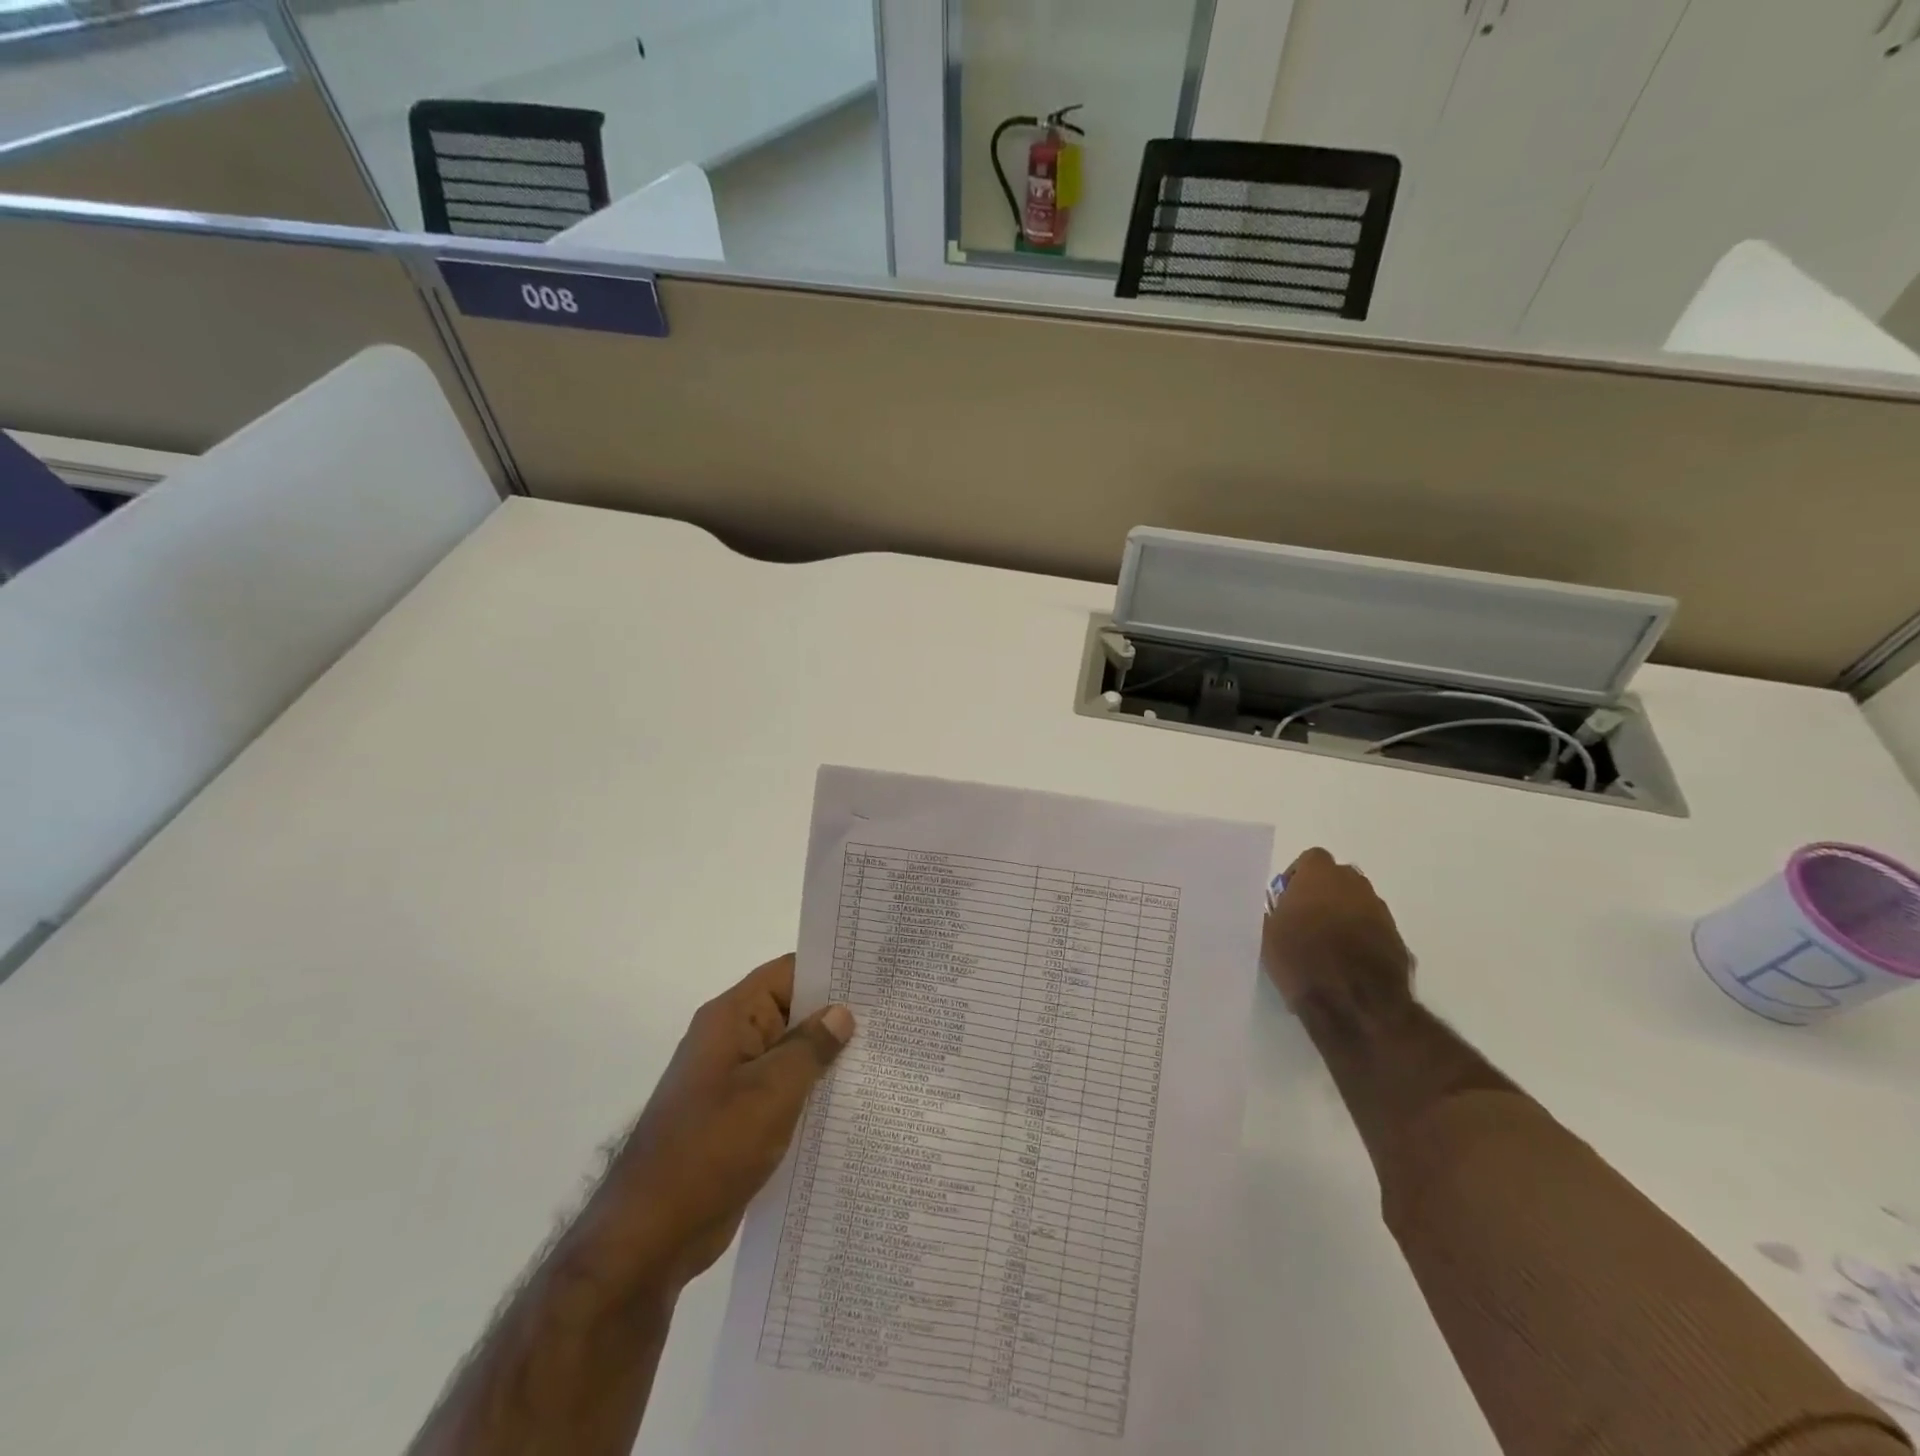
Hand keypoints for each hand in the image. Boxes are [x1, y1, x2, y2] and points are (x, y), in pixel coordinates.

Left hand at [602, 955, 854, 1292]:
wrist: (652, 1234)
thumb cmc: (712, 1148)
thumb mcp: (772, 1091)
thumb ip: (811, 1047)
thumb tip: (841, 1013)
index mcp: (731, 1018)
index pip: (787, 973)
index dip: (830, 970)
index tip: (875, 976)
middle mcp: (730, 1041)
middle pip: (791, 1012)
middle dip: (836, 1016)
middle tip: (891, 1019)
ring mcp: (732, 1081)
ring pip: (789, 1055)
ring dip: (826, 1059)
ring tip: (881, 1059)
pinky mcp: (737, 1119)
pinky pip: (781, 1091)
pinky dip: (810, 1093)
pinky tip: (849, 1104)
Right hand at [1262, 848, 1414, 1018]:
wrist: (1354, 1003)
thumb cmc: (1302, 960)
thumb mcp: (1268, 934)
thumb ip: (1276, 912)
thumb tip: (1281, 910)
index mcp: (1320, 876)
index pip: (1311, 859)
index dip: (1298, 877)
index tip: (1287, 900)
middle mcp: (1356, 886)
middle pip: (1338, 879)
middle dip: (1324, 894)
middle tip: (1306, 920)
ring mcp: (1381, 913)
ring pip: (1358, 904)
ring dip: (1344, 916)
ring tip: (1327, 946)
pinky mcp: (1398, 941)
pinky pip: (1374, 931)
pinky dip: (1362, 940)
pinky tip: (1347, 965)